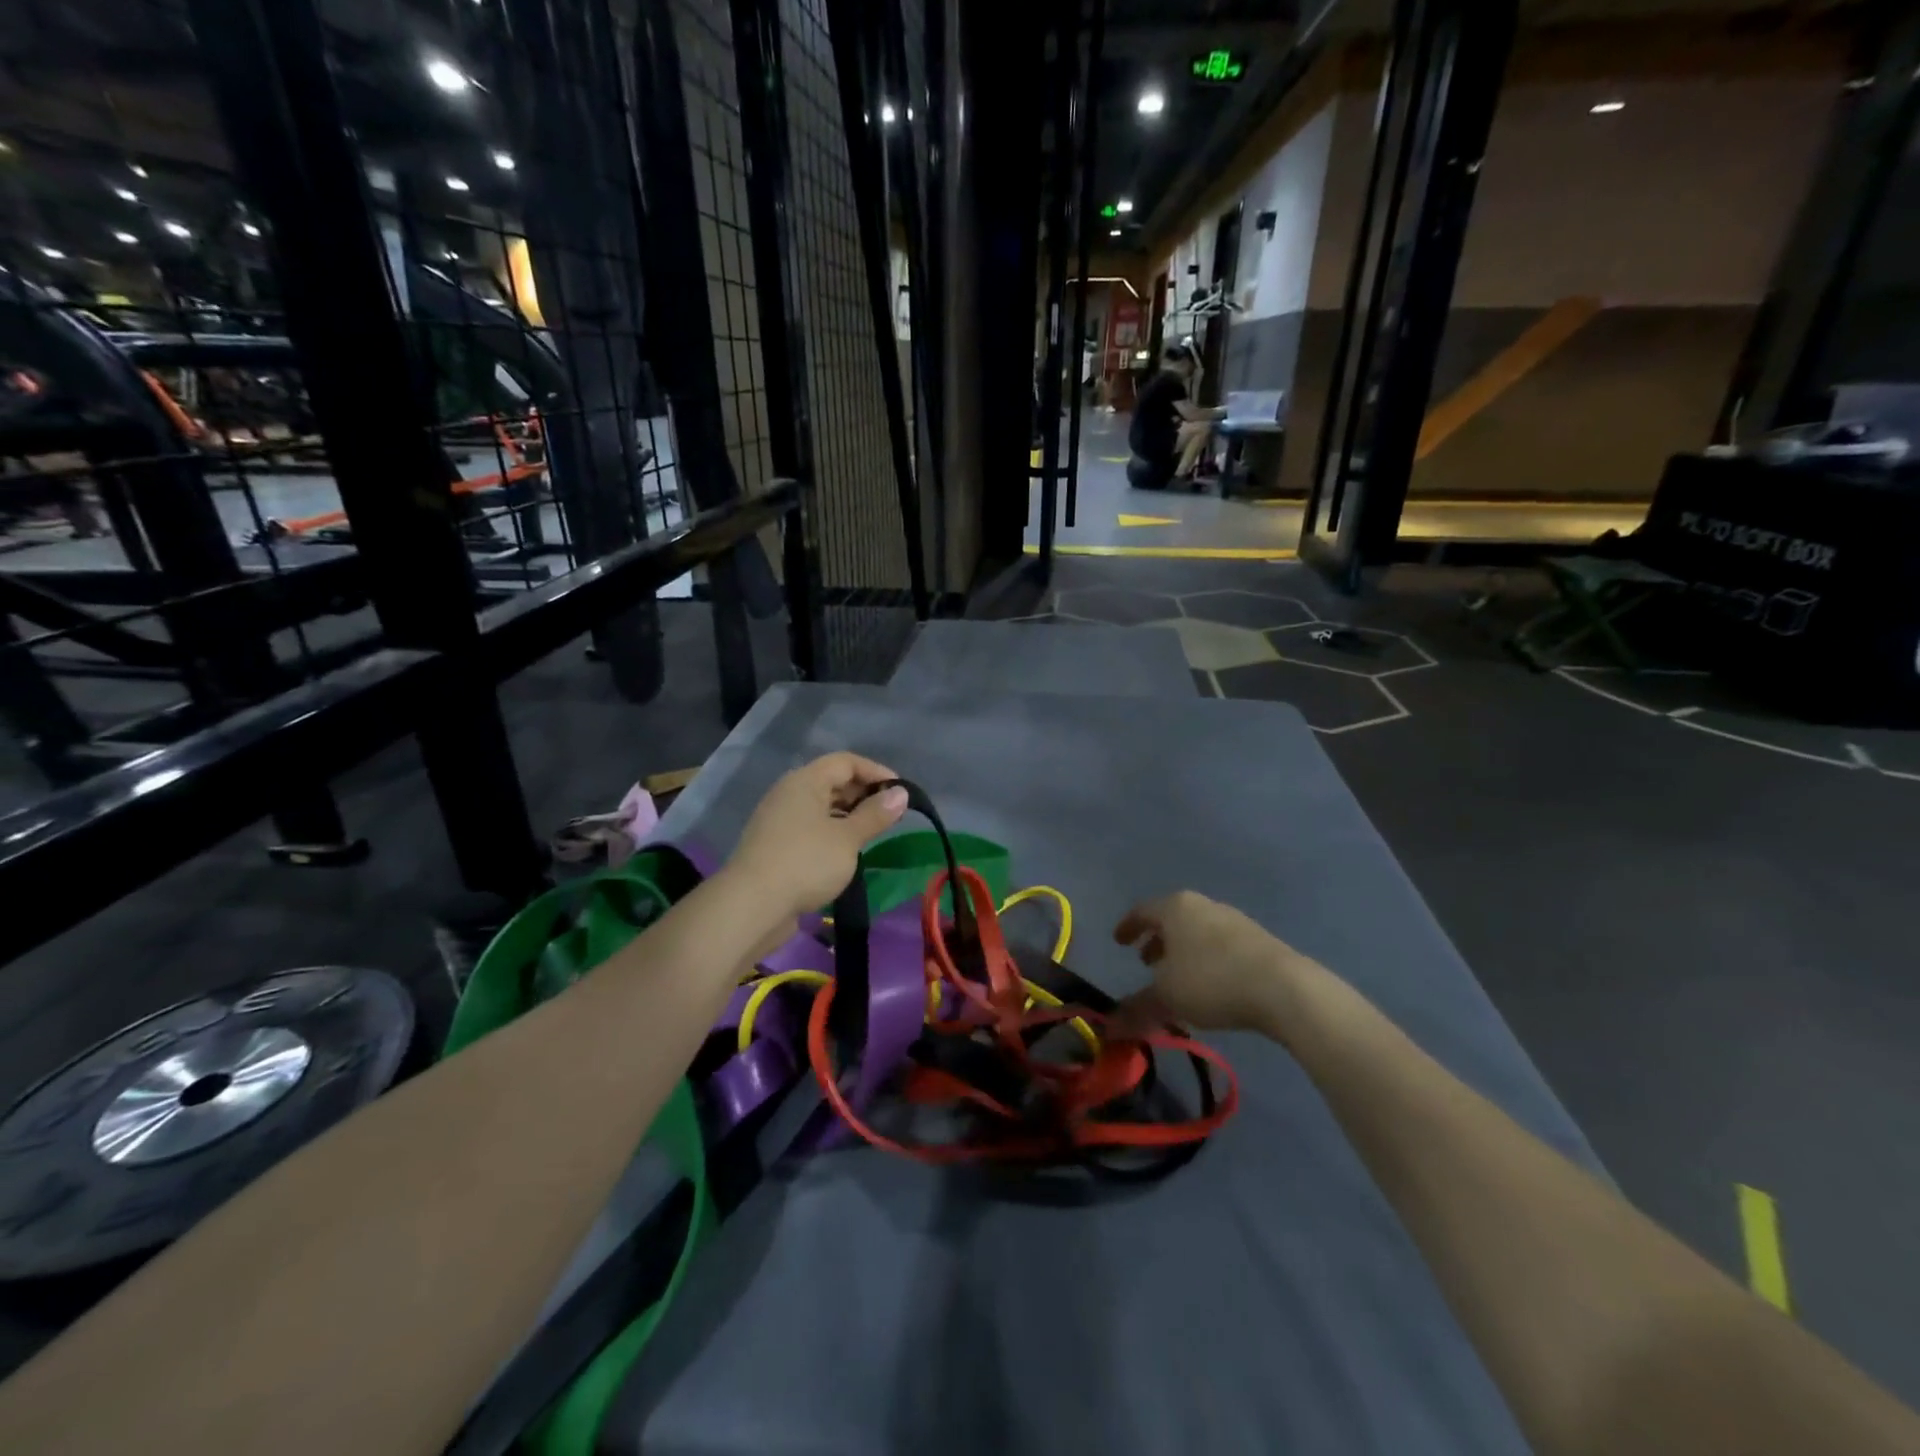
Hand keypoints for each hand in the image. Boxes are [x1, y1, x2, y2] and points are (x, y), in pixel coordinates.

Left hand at [726, 753, 907, 922]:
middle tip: (890, 815)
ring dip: (848, 816)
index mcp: (804, 781)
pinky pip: (810, 828)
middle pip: (831, 781)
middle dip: (863, 794)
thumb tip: (901, 793)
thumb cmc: (806, 863)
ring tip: (872, 835)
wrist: (751, 906)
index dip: (875, 771)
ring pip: (820, 807)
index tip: (900, 792)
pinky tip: (845, 853)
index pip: (846, 761)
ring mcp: (778, 820)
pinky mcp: (775, 846)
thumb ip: (875, 815)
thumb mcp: (848, 838)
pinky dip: (832, 833)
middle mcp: (788, 793)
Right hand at [1110, 891, 1313, 1036]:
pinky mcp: (1258, 940)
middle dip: (1156, 940)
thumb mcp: (1167, 997)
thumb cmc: (1211, 981)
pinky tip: (1210, 984)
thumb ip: (1137, 1007)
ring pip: (1197, 932)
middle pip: (1172, 919)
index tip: (1118, 941)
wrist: (1283, 988)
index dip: (1127, 927)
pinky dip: (1205, 959)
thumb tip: (1110, 1027)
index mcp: (1175, 908)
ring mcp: (1234, 920)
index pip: (1142, 911)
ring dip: (1182, 952)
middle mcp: (1203, 905)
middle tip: (1145, 962)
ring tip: (1177, 978)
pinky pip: (1220, 945)